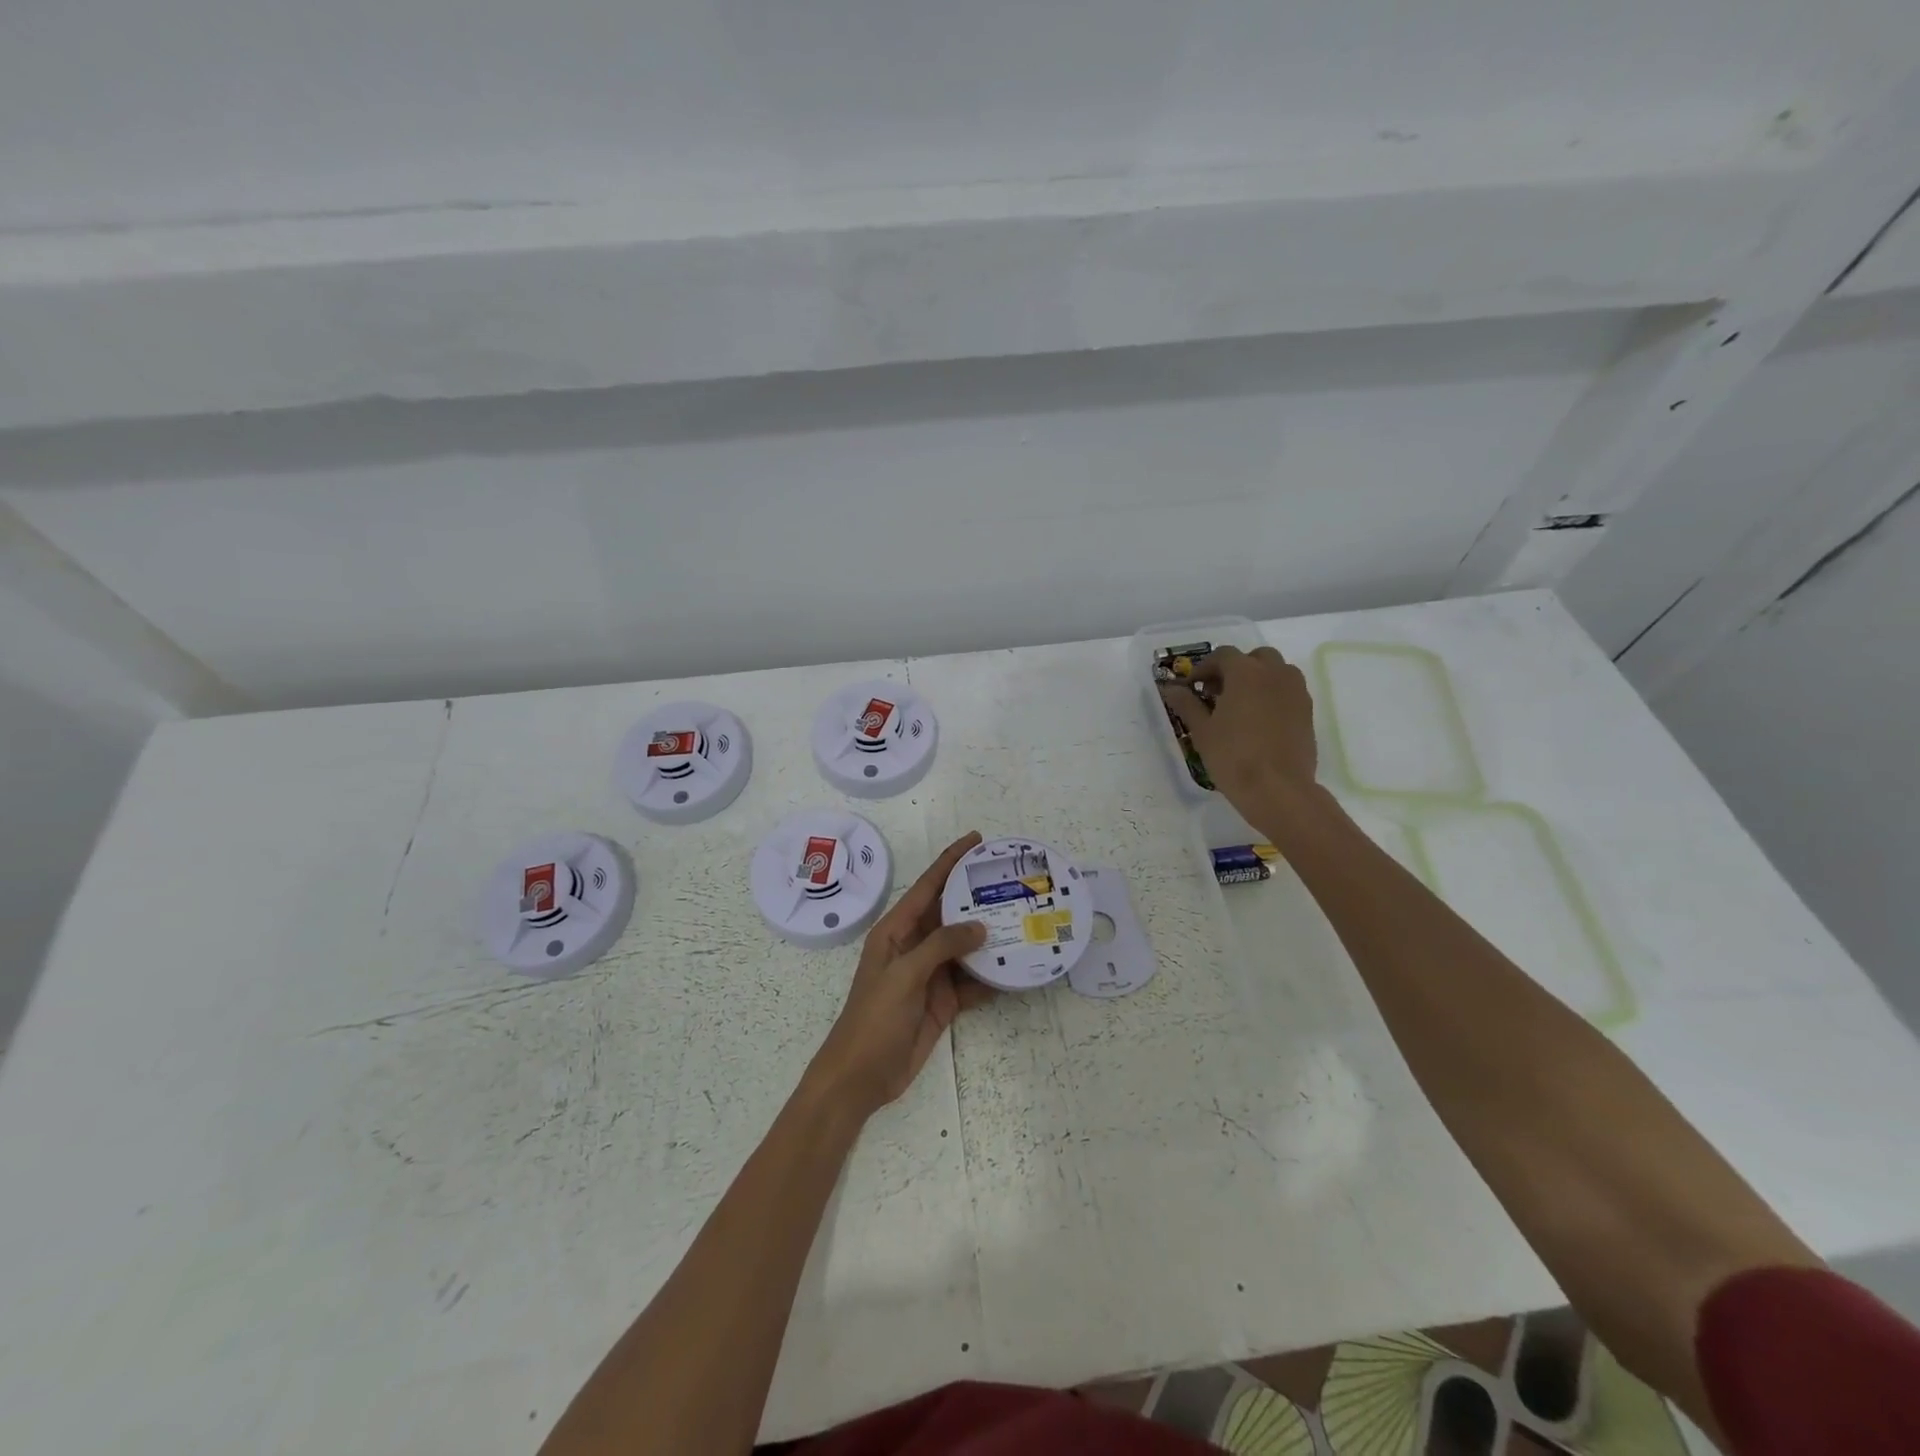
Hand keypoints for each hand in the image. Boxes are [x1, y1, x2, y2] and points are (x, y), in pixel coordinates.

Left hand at [806, 831, 992, 1119]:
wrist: (861, 1076)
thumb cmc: (874, 1018)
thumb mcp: (904, 975)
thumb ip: (941, 946)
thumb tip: (980, 927)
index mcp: (896, 930)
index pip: (928, 886)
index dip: (951, 861)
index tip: (977, 840)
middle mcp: (915, 946)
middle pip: (951, 913)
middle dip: (977, 897)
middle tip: (1012, 880)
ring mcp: (931, 974)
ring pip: (966, 947)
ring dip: (990, 938)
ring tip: (1024, 919)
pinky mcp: (944, 1001)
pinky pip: (972, 981)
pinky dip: (992, 976)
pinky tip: (1017, 969)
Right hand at [1158, 645, 1318, 823]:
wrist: (1278, 789)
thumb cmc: (1233, 756)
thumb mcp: (1202, 730)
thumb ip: (1187, 704)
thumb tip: (1171, 689)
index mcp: (1246, 673)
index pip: (1223, 655)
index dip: (1204, 668)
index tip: (1193, 687)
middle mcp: (1275, 673)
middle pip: (1255, 658)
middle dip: (1236, 669)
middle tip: (1218, 692)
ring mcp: (1296, 692)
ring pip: (1276, 672)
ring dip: (1258, 679)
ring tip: (1241, 705)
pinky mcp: (1308, 712)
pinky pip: (1288, 691)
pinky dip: (1273, 695)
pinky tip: (1259, 721)